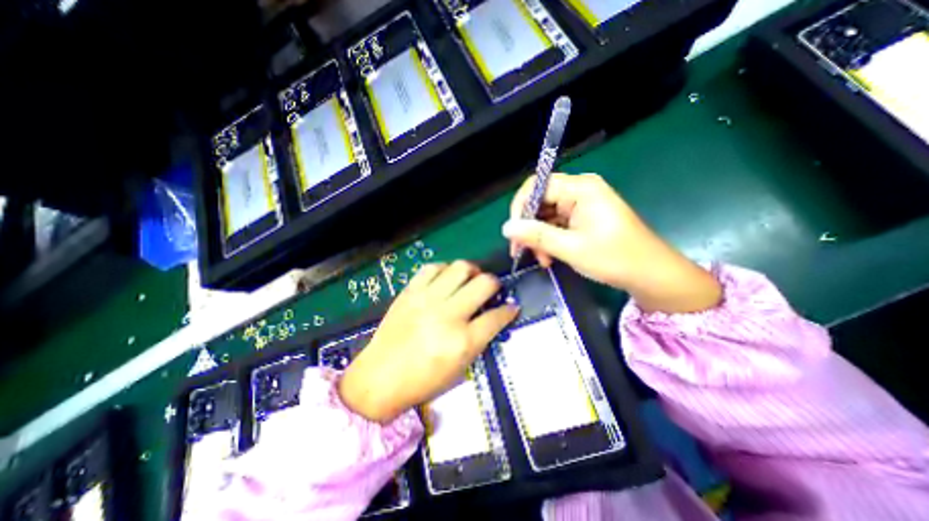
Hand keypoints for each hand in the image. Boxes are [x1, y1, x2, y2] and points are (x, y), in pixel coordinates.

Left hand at [340, 260, 518, 421]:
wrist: (379, 377)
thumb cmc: (423, 381)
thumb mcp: (460, 368)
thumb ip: (480, 339)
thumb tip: (495, 316)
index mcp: (462, 342)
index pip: (497, 316)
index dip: (509, 310)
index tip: (511, 307)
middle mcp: (448, 315)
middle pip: (484, 283)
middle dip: (494, 284)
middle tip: (491, 289)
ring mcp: (427, 299)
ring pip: (461, 267)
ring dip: (472, 271)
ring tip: (469, 280)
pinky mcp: (410, 291)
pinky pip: (433, 267)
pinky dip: (445, 270)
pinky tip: (446, 279)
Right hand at [506, 173, 720, 312]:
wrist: (651, 275)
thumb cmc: (615, 258)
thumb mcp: (571, 248)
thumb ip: (537, 235)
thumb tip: (506, 228)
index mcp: (581, 188)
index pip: (537, 186)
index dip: (520, 207)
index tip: (513, 233)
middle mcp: (580, 190)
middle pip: (540, 201)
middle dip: (529, 226)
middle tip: (522, 251)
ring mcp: (581, 204)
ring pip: (546, 215)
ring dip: (539, 237)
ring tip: (542, 260)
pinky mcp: (583, 217)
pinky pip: (556, 224)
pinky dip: (549, 240)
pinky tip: (550, 257)